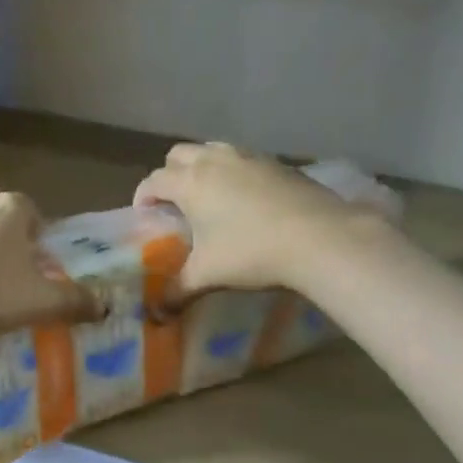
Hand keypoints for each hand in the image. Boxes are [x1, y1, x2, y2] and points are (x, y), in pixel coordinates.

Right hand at [135, 142, 391, 297]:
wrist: (319, 237)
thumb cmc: (251, 253)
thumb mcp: (208, 276)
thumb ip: (178, 292)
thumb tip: (158, 313)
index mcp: (190, 183)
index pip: (154, 180)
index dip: (143, 196)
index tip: (144, 214)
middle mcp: (214, 161)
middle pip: (179, 154)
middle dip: (170, 175)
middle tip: (175, 204)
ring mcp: (248, 157)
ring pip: (212, 150)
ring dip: (202, 167)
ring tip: (209, 197)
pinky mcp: (277, 162)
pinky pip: (243, 159)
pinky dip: (233, 172)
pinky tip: (246, 200)